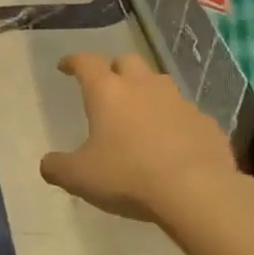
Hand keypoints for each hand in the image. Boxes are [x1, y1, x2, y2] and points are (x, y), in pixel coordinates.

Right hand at [40, 53, 238, 223]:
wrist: (198, 193)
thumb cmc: (129, 176)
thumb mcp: (81, 177)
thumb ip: (58, 168)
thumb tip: (47, 164)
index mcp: (107, 91)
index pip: (85, 62)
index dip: (73, 62)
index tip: (65, 67)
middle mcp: (143, 86)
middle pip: (127, 61)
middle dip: (115, 69)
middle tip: (108, 87)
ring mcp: (179, 102)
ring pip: (159, 84)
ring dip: (147, 92)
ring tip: (141, 114)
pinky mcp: (206, 123)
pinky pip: (186, 115)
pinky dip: (175, 122)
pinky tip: (174, 144)